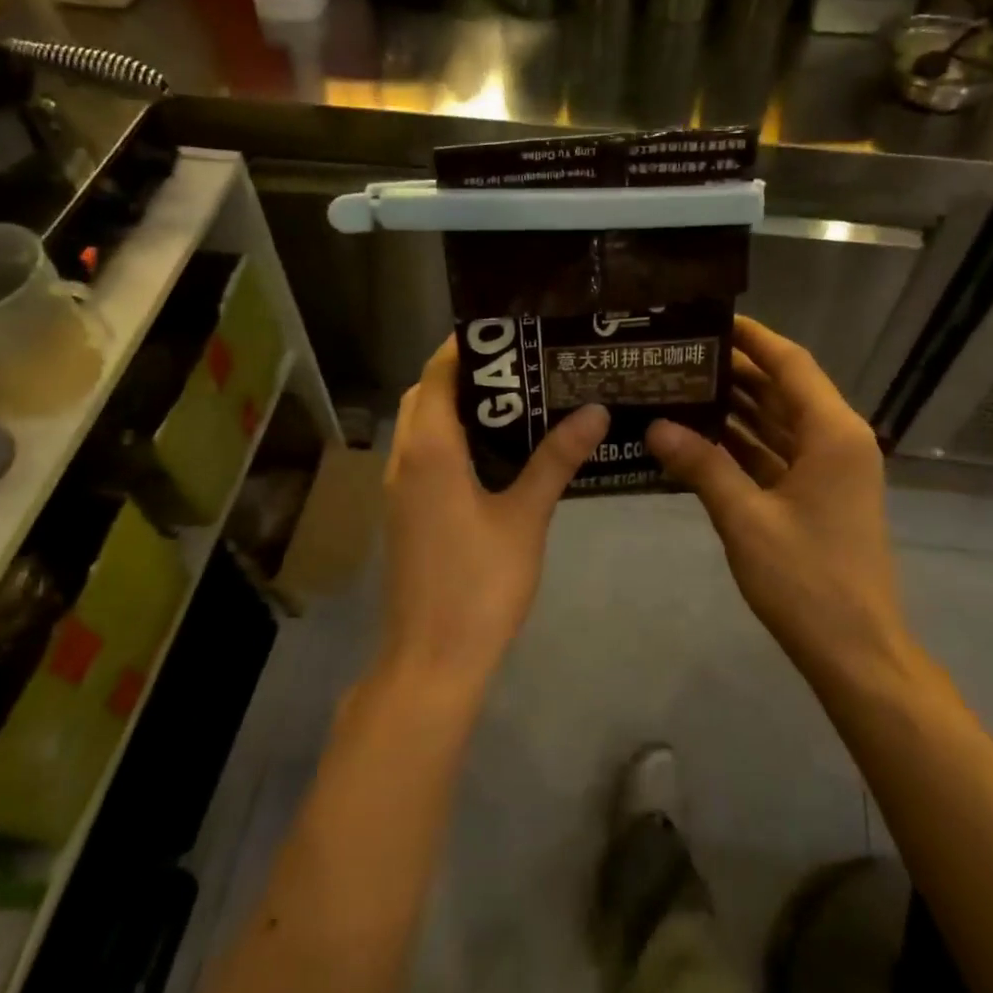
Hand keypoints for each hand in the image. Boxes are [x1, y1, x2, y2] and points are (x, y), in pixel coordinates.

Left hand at [381, 337, 608, 693]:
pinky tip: (495, 454)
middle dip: (464, 373)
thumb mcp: (524, 518)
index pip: (437, 375)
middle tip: (519, 367)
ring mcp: (400, 489)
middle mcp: (405, 460)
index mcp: (429, 450)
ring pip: (421, 427)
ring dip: (455, 407)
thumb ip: (555, 460)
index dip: (465, 347)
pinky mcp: (405, 514)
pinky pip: (423, 456)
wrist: (431, 659)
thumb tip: (593, 409)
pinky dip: (450, 439)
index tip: (507, 332)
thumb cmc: (479, 584)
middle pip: (425, 396)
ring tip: (513, 401)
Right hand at [646, 317, 917, 690]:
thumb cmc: (807, 580)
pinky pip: (776, 455)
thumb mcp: (746, 518)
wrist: (855, 651)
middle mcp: (836, 441)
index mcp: (832, 433)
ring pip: (778, 423)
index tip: (710, 318)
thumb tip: (656, 426)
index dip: (753, 338)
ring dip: (736, 408)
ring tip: (680, 386)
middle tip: (678, 355)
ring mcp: (829, 471)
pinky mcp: (817, 497)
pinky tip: (698, 437)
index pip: (790, 364)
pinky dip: (742, 445)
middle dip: (734, 372)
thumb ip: (702, 465)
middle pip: (783, 391)